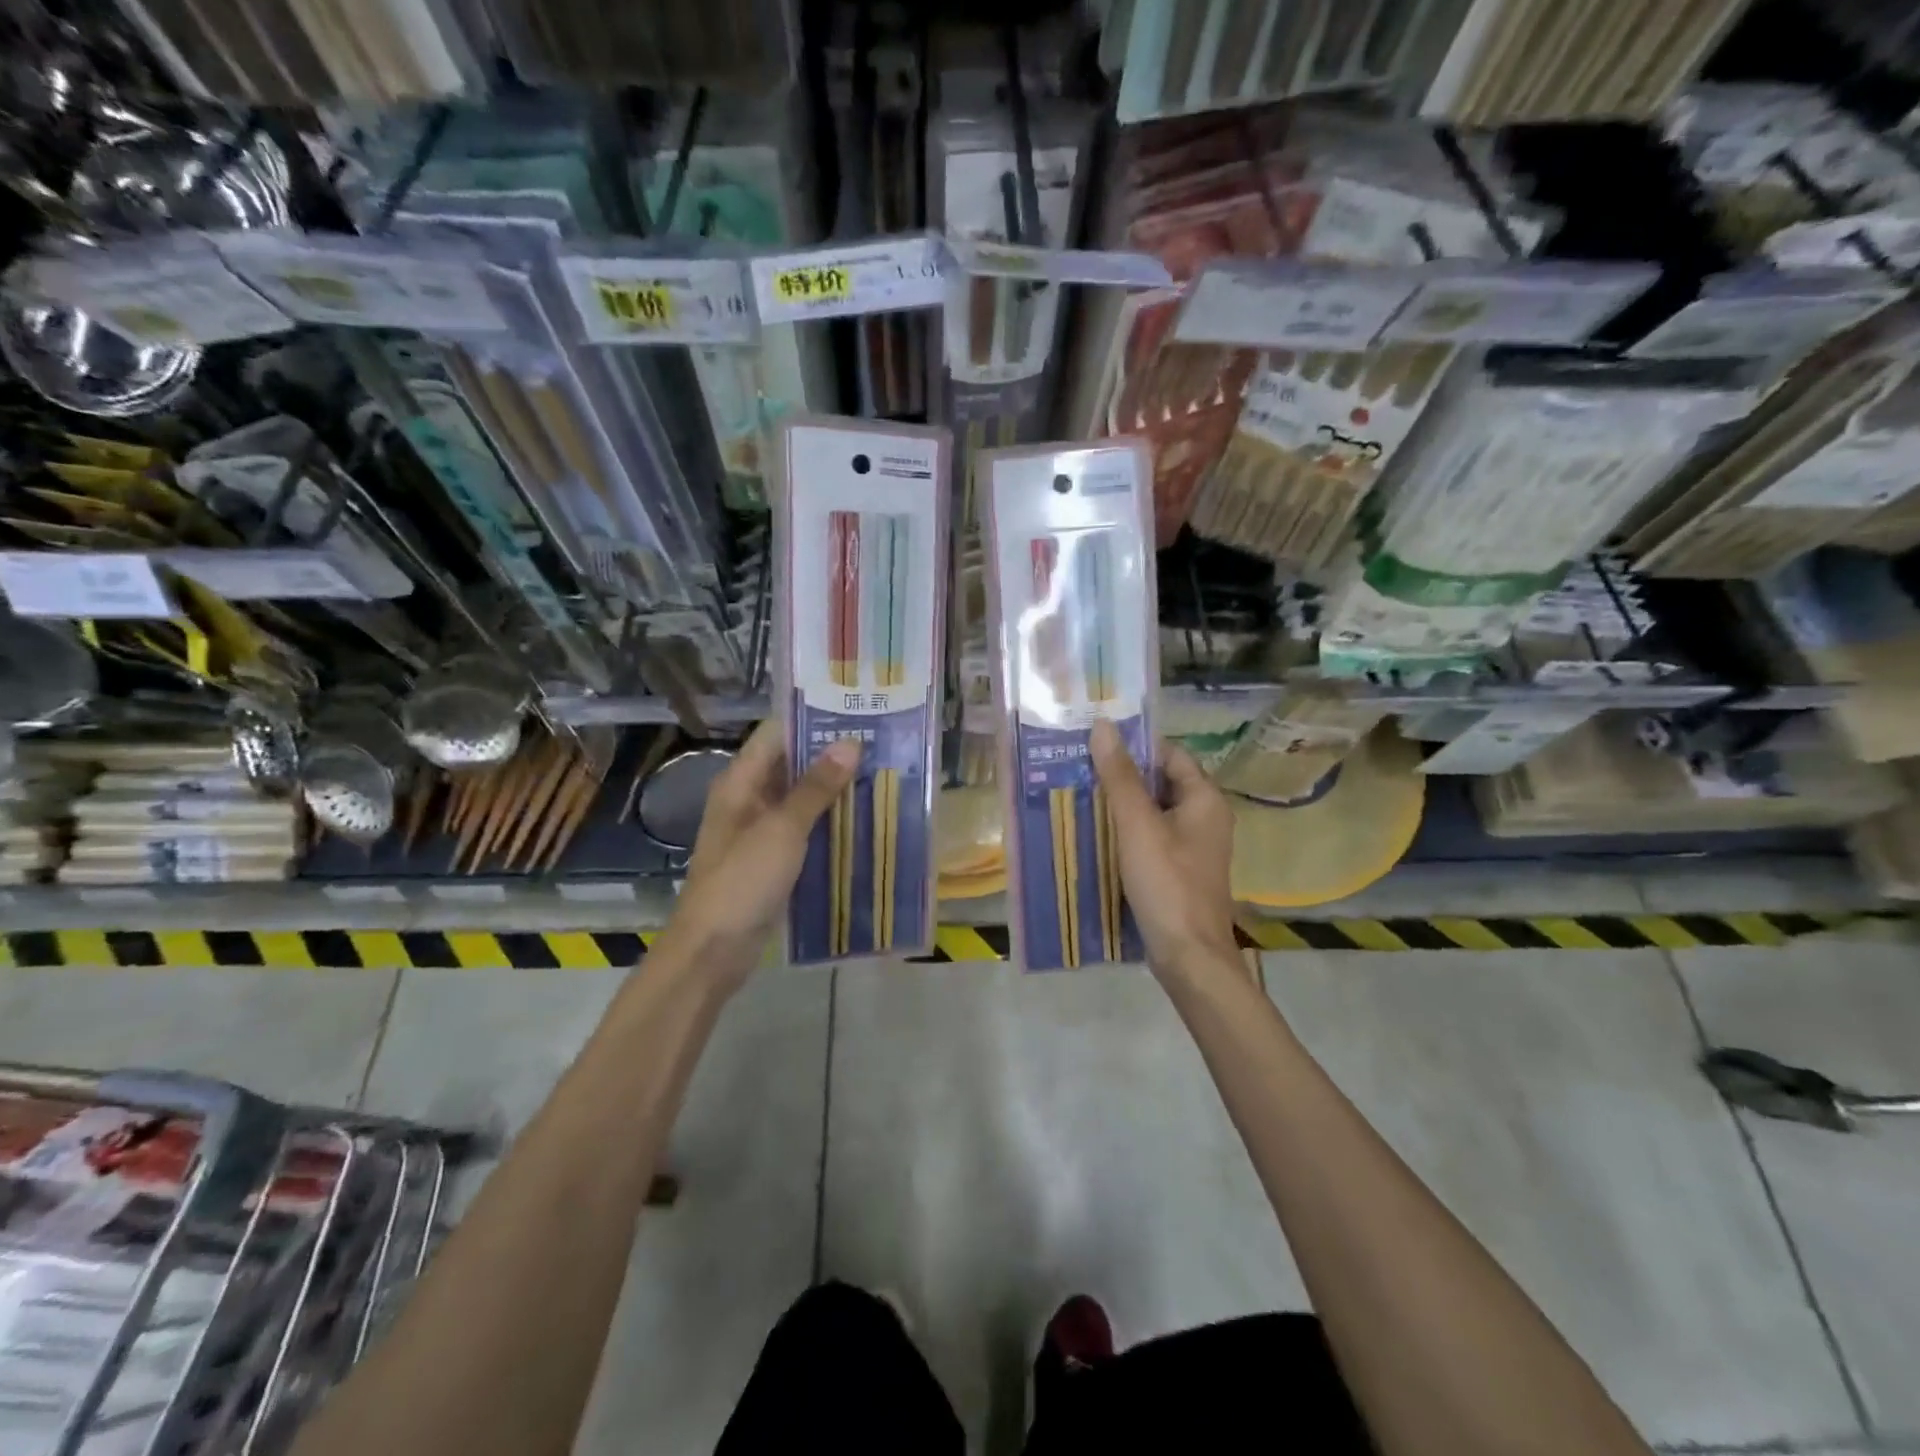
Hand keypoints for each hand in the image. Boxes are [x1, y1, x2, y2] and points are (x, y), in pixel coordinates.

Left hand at [659, 721, 860, 989]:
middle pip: (790, 764)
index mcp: (741, 782)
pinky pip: (804, 828)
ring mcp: (760, 830)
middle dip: (831, 754)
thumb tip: (850, 743)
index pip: (776, 733)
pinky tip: (862, 818)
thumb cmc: (743, 881)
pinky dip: (828, 821)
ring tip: (880, 773)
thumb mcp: (783, 829)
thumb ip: (816, 787)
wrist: (713, 949)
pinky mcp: (772, 858)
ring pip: (800, 797)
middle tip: (879, 742)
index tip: (855, 711)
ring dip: (833, 788)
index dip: (812, 719)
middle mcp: (749, 798)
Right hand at [1090, 720, 1239, 980]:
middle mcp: (1205, 817)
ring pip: (1154, 812)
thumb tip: (1103, 726)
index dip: (1135, 746)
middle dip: (1123, 776)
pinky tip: (1096, 834)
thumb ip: (1120, 776)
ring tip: (1080, 795)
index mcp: (1205, 799)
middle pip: (1161, 782)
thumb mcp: (1137, 825)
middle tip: (1079, 768)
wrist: (1188, 955)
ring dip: (1122, 805)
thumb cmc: (1166, 882)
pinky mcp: (1180, 870)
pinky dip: (1127, 832)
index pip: (1169, 754)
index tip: (1096, 744)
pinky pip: (1152, 838)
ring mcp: (1194, 846)